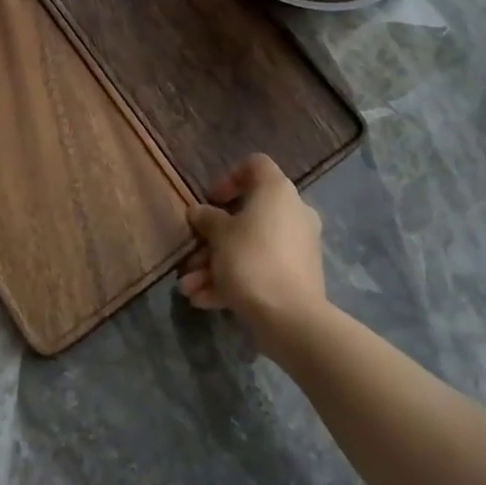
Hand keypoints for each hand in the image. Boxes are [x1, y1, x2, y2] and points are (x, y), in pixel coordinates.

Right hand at [176, 152, 327, 356]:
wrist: (291, 319)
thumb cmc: (252, 260)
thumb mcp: (219, 236)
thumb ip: (207, 219)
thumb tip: (198, 212)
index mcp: (277, 191)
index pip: (255, 165)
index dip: (229, 178)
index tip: (211, 201)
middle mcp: (292, 212)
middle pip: (247, 214)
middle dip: (213, 238)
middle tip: (191, 256)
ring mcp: (297, 246)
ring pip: (249, 247)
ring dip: (216, 264)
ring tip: (188, 288)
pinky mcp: (297, 276)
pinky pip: (261, 269)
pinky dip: (234, 280)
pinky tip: (204, 301)